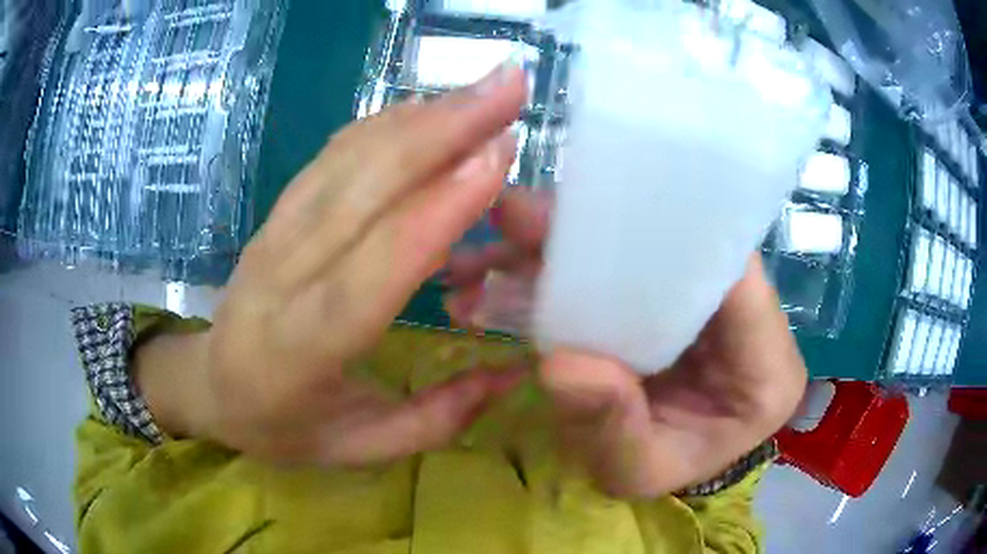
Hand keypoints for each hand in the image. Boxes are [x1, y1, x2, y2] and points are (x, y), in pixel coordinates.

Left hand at [136, 64, 527, 465]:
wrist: (209, 384)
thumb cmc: (279, 425)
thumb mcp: (354, 448)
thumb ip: (434, 420)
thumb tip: (511, 376)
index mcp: (301, 350)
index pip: (372, 271)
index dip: (436, 210)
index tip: (498, 157)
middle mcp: (283, 276)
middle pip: (361, 189)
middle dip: (443, 129)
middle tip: (510, 87)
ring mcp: (276, 232)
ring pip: (349, 157)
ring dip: (421, 113)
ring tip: (486, 87)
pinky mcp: (279, 211)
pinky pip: (335, 154)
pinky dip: (388, 123)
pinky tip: (432, 108)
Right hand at [445, 190, 806, 496]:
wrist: (660, 467)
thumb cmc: (662, 474)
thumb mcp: (635, 473)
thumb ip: (610, 429)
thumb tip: (561, 363)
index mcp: (767, 366)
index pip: (733, 274)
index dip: (667, 237)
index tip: (577, 224)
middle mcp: (752, 317)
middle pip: (688, 249)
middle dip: (603, 231)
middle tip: (515, 222)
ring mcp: (714, 299)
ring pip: (654, 247)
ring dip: (576, 242)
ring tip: (500, 245)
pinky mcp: (679, 293)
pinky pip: (634, 263)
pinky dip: (575, 262)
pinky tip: (514, 267)